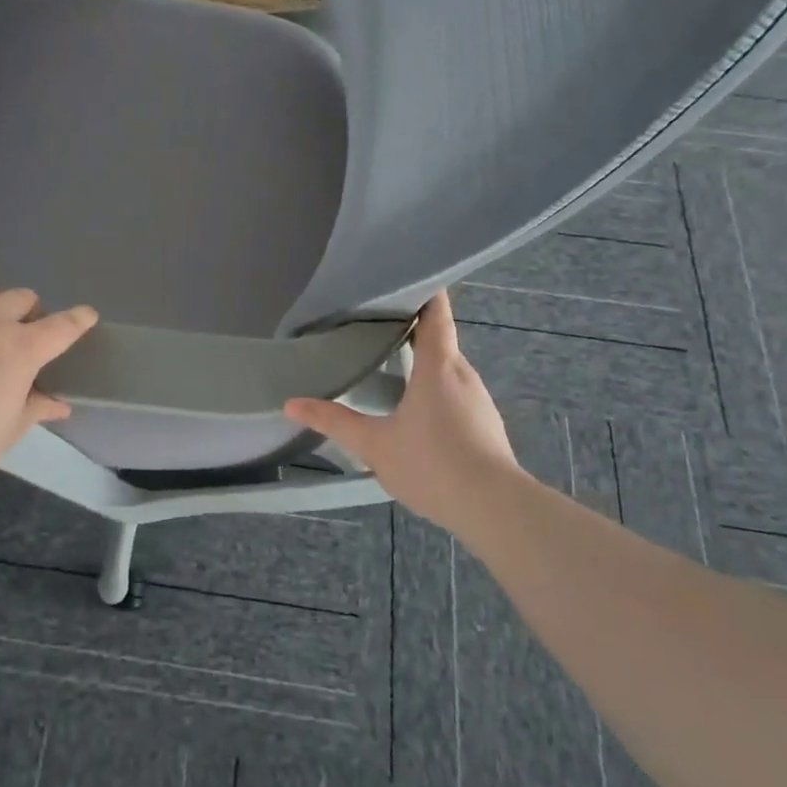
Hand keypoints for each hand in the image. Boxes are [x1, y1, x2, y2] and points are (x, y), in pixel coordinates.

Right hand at [285, 290, 519, 528]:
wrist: (496, 510)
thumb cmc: (433, 464)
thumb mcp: (374, 445)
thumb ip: (334, 421)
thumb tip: (290, 403)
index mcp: (439, 367)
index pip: (436, 313)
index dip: (424, 290)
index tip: (403, 276)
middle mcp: (463, 375)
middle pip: (440, 338)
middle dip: (411, 326)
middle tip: (374, 322)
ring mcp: (478, 400)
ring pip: (447, 368)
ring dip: (422, 360)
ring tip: (388, 361)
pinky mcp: (485, 424)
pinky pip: (455, 391)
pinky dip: (434, 386)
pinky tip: (414, 408)